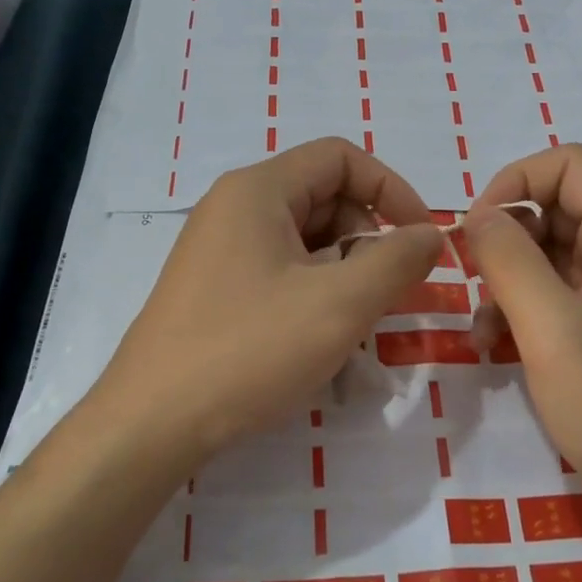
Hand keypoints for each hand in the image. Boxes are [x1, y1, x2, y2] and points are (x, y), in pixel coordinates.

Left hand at [85, 138, 439, 468]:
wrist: (150, 424)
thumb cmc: (249, 350)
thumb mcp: (340, 304)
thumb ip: (397, 260)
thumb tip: (430, 234)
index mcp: (258, 190)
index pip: (341, 157)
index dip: (392, 190)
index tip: (421, 240)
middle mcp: (233, 208)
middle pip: (323, 197)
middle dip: (367, 238)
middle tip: (383, 294)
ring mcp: (218, 250)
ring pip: (304, 240)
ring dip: (342, 272)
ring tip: (351, 325)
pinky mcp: (213, 289)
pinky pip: (279, 272)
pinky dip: (312, 293)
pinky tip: (317, 340)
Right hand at [462, 144, 581, 525]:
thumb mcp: (551, 328)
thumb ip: (509, 260)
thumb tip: (476, 217)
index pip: (568, 165)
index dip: (514, 183)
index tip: (475, 230)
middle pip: (556, 208)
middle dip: (506, 240)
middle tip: (472, 282)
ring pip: (550, 253)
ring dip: (507, 281)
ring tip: (482, 331)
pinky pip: (558, 293)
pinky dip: (522, 309)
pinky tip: (495, 348)